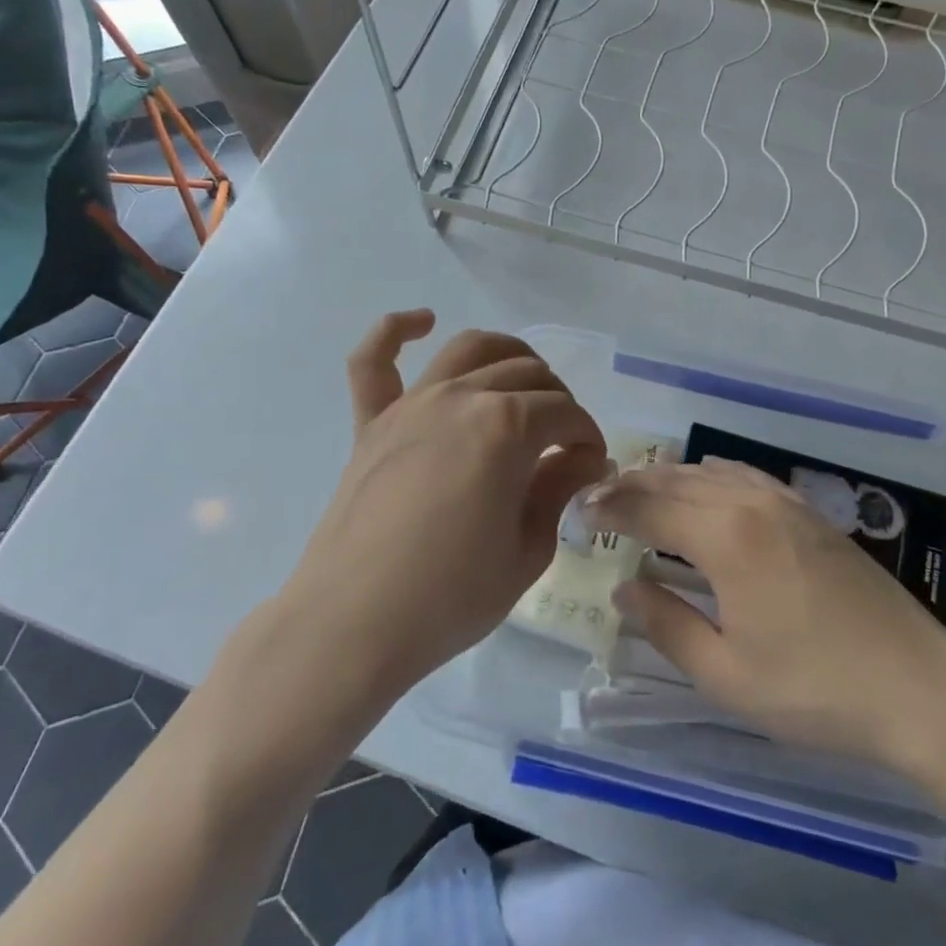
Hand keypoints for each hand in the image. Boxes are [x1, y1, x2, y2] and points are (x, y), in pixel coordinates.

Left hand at [281, 311, 607, 702]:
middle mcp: (461, 398)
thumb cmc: (450, 597)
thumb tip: (582, 458)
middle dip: (559, 401)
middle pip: (527, 376)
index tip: (593, 466)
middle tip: (564, 441)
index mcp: (506, 427)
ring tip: (526, 380)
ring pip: (469, 350)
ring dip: (508, 355)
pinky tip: (422, 321)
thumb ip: (557, 489)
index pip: (566, 413)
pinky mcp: (371, 423)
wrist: (352, 625)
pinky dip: (396, 331)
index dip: (589, 436)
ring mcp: (411, 405)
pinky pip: (374, 362)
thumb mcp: (527, 550)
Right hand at [592, 458, 945, 815]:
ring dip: (669, 478)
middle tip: (597, 498)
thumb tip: (624, 587)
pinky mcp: (811, 514)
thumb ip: (667, 624)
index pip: (649, 507)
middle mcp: (751, 502)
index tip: (577, 512)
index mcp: (725, 536)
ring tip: (639, 491)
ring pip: (711, 472)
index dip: (608, 507)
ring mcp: (786, 502)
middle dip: (631, 486)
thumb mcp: (727, 673)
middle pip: (676, 480)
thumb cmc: (815, 688)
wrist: (919, 686)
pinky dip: (712, 475)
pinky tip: (706, 485)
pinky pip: (747, 476)